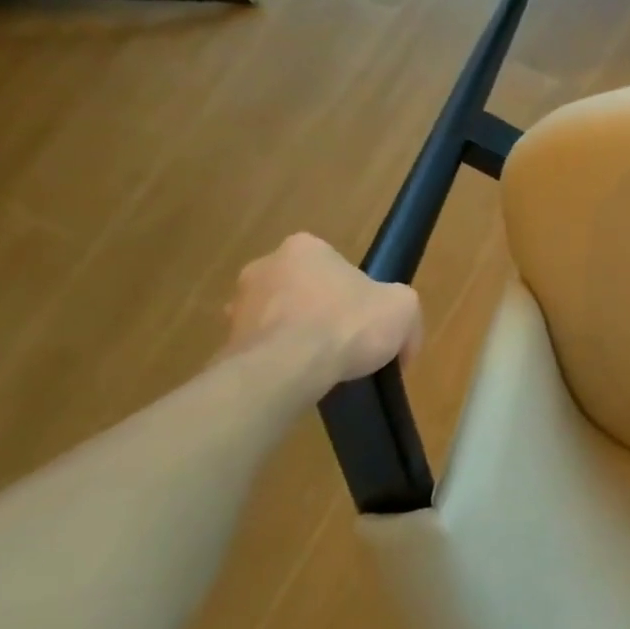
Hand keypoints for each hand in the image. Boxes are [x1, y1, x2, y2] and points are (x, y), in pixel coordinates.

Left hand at [224, 234, 422, 391]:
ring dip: (300, 338)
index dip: (358, 294)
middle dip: (324, 313)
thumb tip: (401, 340)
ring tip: (326, 367)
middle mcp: (263, 267)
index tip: (369, 320)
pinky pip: (265, 351)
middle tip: (349, 342)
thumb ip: (402, 310)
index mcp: (305, 248)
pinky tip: (302, 380)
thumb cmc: (347, 323)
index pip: (336, 266)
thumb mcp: (403, 307)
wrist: (287, 369)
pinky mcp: (226, 344)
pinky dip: (283, 363)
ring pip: (282, 321)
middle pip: (306, 291)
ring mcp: (238, 307)